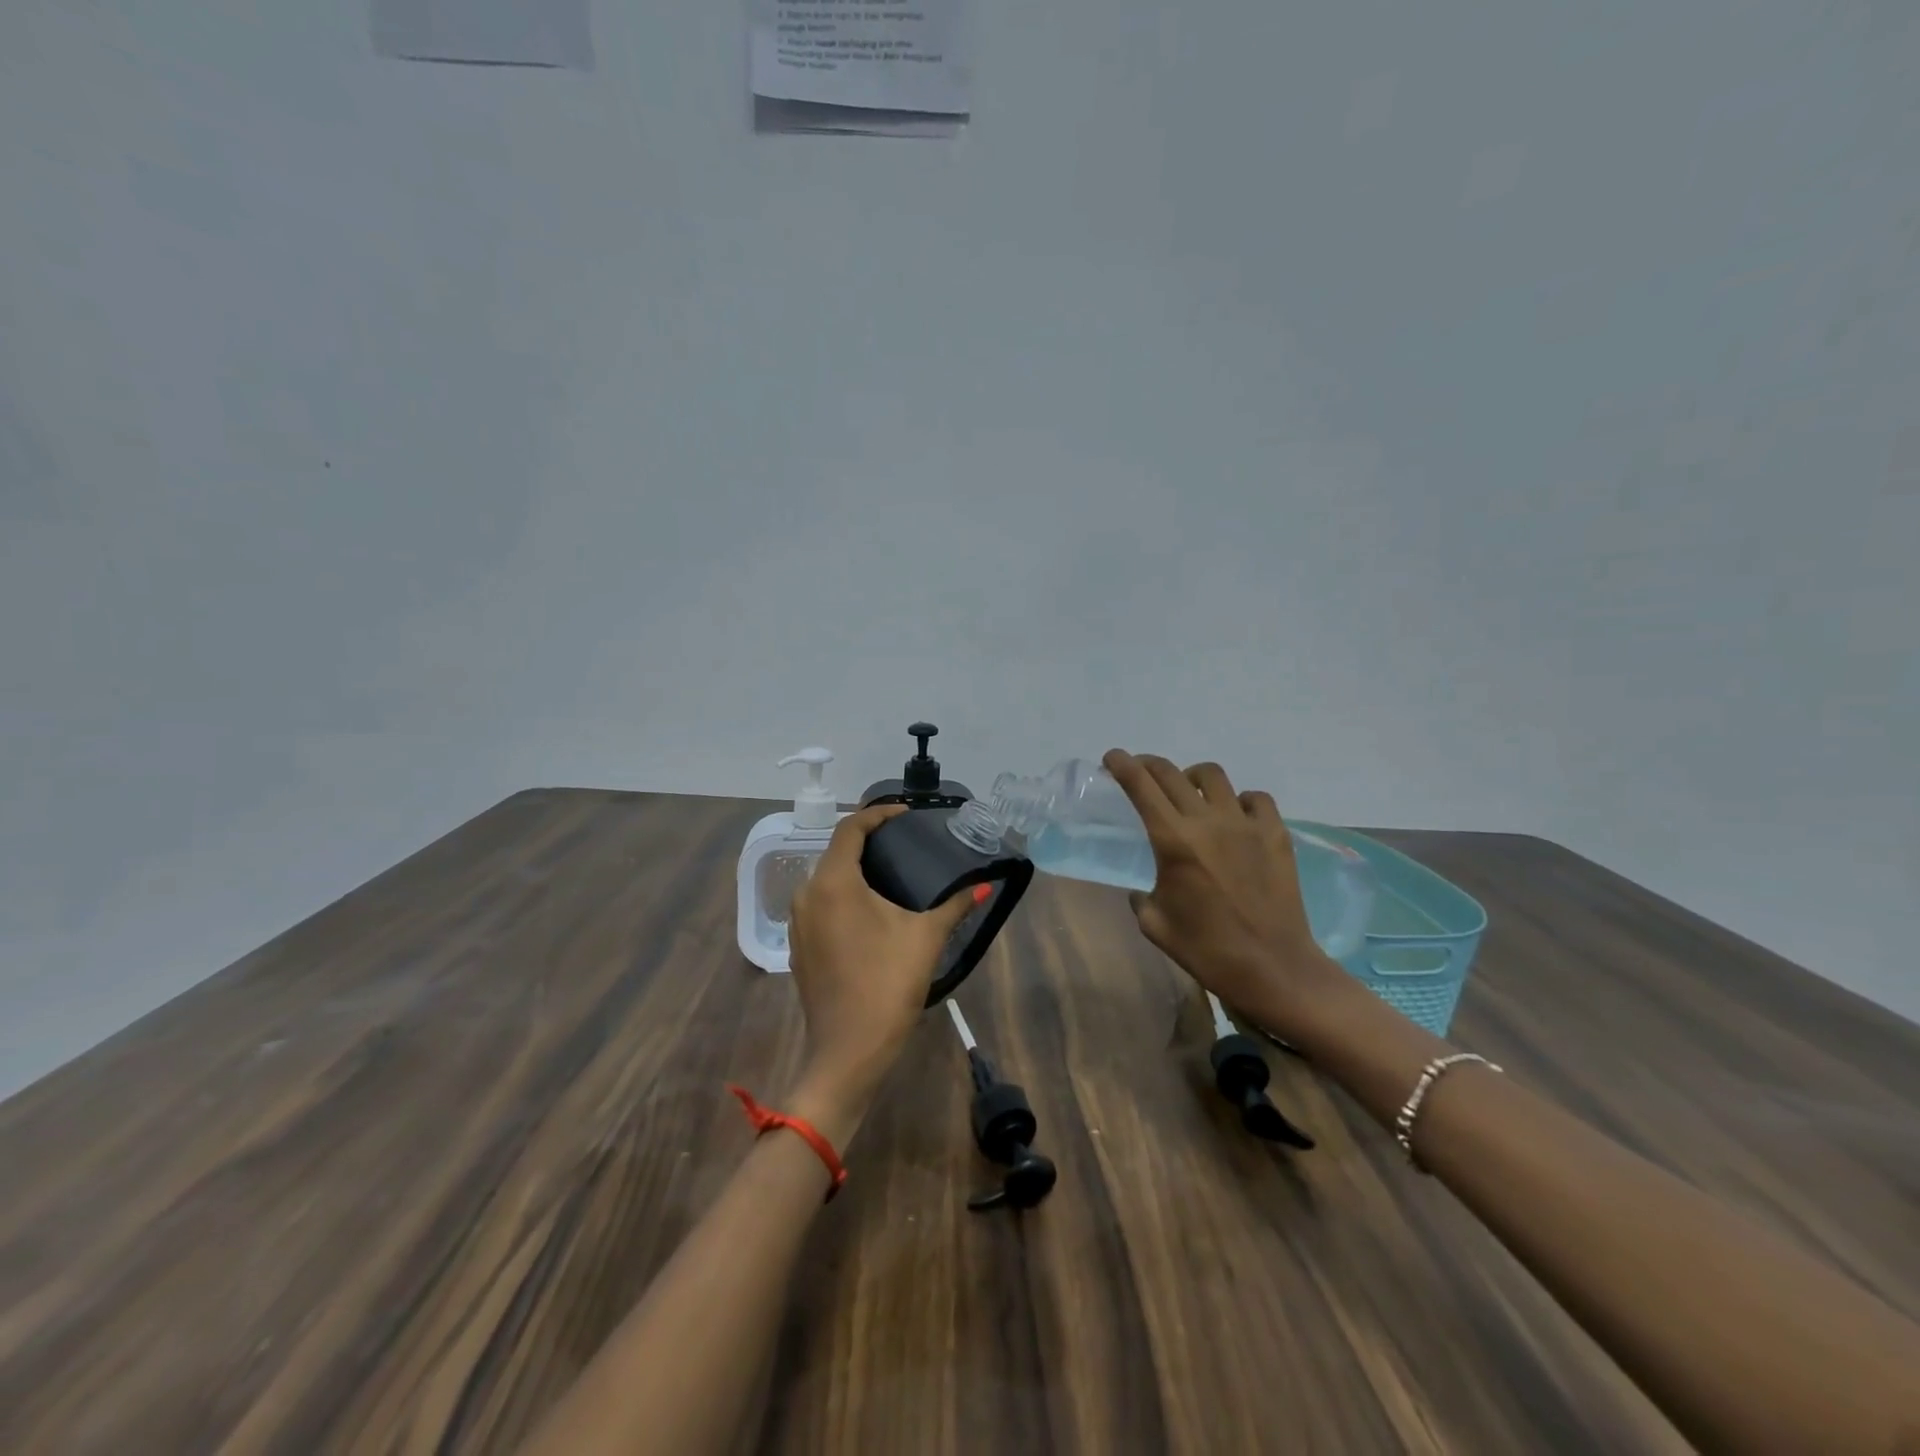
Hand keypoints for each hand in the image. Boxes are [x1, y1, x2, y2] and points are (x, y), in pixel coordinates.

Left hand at [785, 804, 981, 1140]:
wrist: (848, 1052)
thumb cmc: (887, 985)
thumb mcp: (925, 938)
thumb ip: (954, 905)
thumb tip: (983, 886)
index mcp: (834, 882)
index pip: (851, 829)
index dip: (878, 814)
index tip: (906, 814)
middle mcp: (807, 894)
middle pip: (836, 852)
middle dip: (867, 842)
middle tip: (903, 842)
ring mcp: (798, 923)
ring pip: (826, 880)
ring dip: (854, 870)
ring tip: (890, 873)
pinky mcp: (798, 947)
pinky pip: (820, 905)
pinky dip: (843, 896)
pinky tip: (869, 911)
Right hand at [1103, 749, 1348, 1036]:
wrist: (1273, 968)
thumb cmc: (1206, 950)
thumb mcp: (1154, 925)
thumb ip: (1140, 897)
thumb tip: (1142, 889)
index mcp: (1173, 841)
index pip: (1141, 786)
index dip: (1122, 765)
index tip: (1112, 757)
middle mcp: (1208, 821)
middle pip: (1171, 773)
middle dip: (1148, 765)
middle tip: (1140, 771)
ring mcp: (1246, 824)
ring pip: (1213, 776)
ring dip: (1192, 778)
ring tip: (1189, 793)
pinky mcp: (1276, 834)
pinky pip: (1255, 798)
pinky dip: (1239, 800)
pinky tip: (1234, 818)